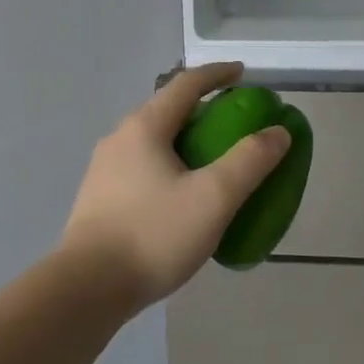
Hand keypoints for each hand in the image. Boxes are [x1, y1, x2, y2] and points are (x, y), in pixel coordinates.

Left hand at [60, 63, 289, 311]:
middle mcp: (120, 137)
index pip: (186, 84)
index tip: (242, 73)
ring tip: (210, 161)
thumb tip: (278, 132)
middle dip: (202, 109)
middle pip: (167, 109)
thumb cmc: (153, 235)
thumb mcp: (213, 198)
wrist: (86, 289)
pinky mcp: (99, 197)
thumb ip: (249, 161)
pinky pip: (142, 166)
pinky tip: (180, 197)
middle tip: (233, 123)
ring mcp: (104, 168)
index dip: (217, 74)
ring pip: (153, 140)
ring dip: (184, 140)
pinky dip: (168, 165)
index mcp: (145, 126)